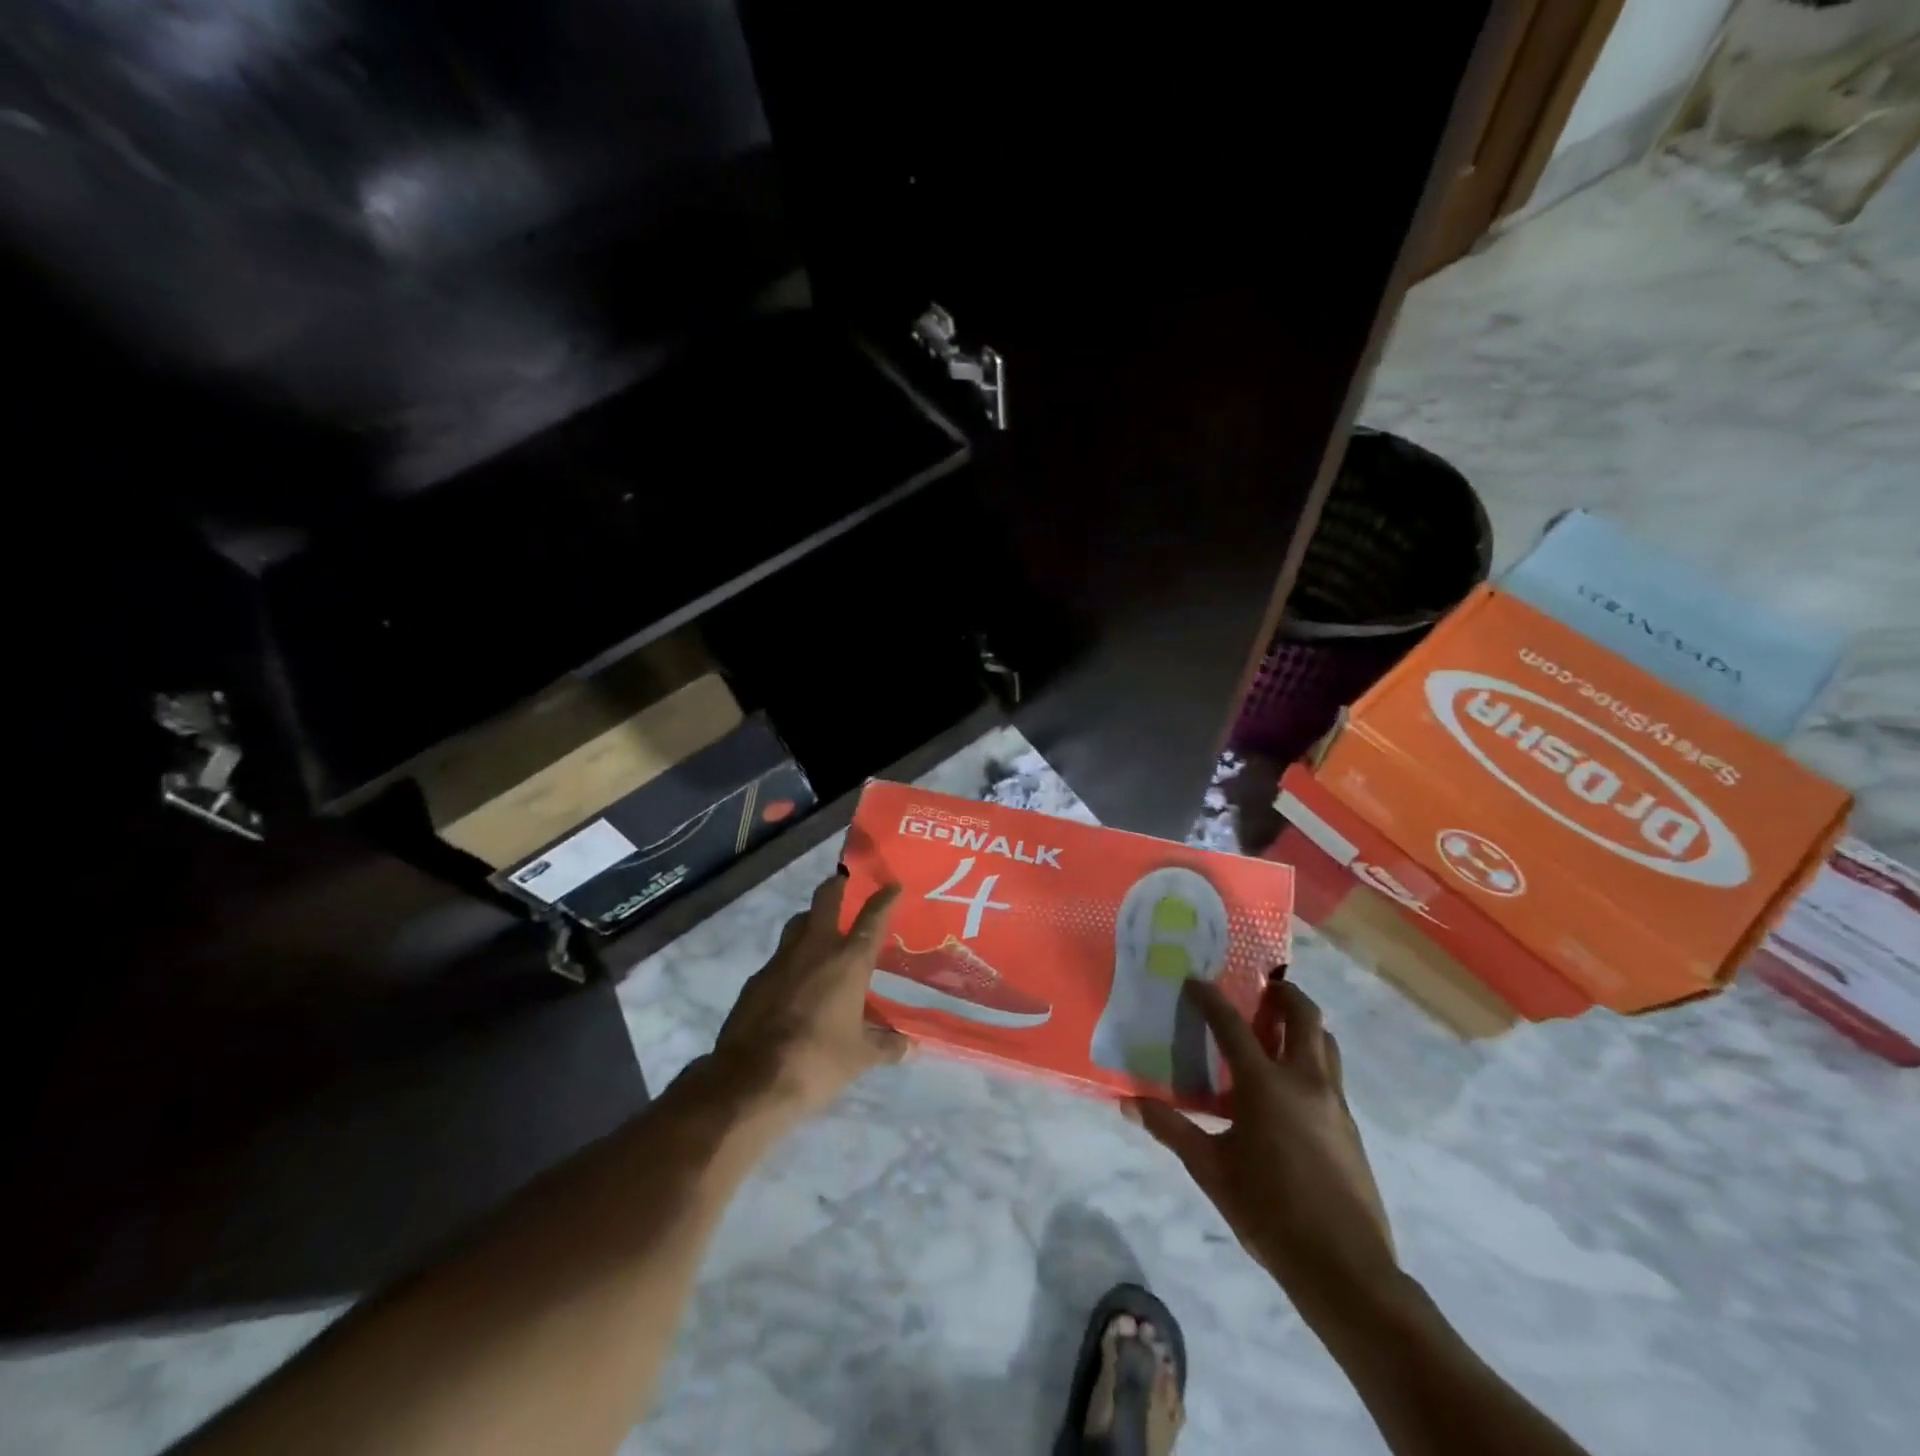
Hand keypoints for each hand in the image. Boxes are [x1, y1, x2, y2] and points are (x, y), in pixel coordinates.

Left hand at [707, 874, 910, 1117]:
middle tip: (845, 883)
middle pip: (825, 900)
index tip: (893, 885)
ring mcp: (780, 961)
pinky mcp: (756, 980)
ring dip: (811, 919)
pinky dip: (791, 960)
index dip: (885, 899)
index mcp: (848, 961)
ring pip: (798, 924)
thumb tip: (911, 1047)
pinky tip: (795, 981)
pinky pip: (779, 958)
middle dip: (837, 886)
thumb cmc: (817, 1061)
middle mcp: (815, 949)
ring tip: (821, 931)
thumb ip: (887, 1046)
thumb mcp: (860, 1057)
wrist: (750, 1080)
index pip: (872, 918)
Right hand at [1129, 977, 1397, 1318]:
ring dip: (1304, 1025)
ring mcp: (1334, 1103)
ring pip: (1326, 1043)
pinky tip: (1289, 1089)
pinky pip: (1332, 1075)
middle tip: (1260, 989)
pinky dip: (1312, 1060)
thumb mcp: (1210, 1170)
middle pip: (1304, 1016)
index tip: (1194, 980)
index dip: (1210, 998)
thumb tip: (1129, 1103)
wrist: (1345, 1268)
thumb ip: (1171, 1129)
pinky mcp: (1350, 1127)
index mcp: (1265, 1085)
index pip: (1232, 1025)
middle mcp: (1305, 1081)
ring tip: (1277, 1030)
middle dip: (1284, 993)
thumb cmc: (1268, 1212)